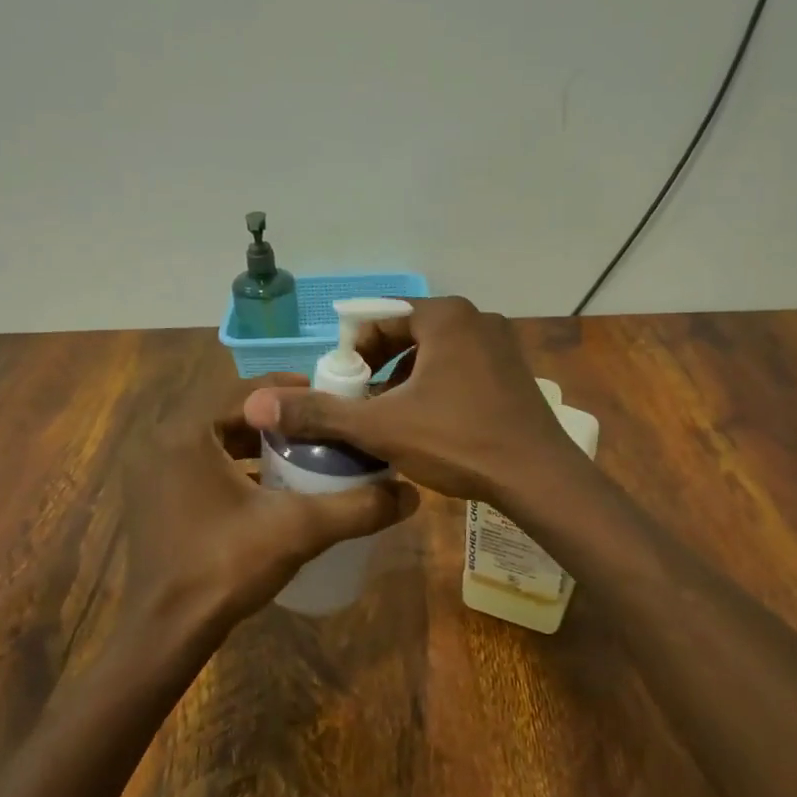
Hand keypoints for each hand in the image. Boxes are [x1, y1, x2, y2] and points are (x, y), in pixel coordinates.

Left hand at [120, 373, 418, 652]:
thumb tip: (411, 495)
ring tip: (302, 454)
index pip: (247, 390)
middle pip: (231, 413)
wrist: (165, 633)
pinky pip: (201, 466)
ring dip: (257, 443)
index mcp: (188, 431)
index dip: (293, 391)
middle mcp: (163, 441)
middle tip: (321, 428)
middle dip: (278, 419)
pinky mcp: (155, 499)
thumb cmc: (225, 566)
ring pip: (216, 440)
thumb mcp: (299, 529)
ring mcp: (153, 472)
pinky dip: (235, 468)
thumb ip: (356, 507)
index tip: (331, 401)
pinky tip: (269, 489)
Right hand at [241, 298, 583, 506]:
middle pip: (406, 336)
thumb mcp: (381, 427)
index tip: (341, 392)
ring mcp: (499, 344)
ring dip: (403, 382)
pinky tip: (427, 425)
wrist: (539, 479)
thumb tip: (257, 403)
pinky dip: (434, 389)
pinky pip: (459, 369)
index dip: (350, 355)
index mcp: (445, 316)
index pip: (377, 320)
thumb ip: (319, 412)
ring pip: (433, 355)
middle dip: (376, 370)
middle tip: (361, 408)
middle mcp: (475, 318)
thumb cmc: (458, 441)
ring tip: (388, 420)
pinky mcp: (512, 372)